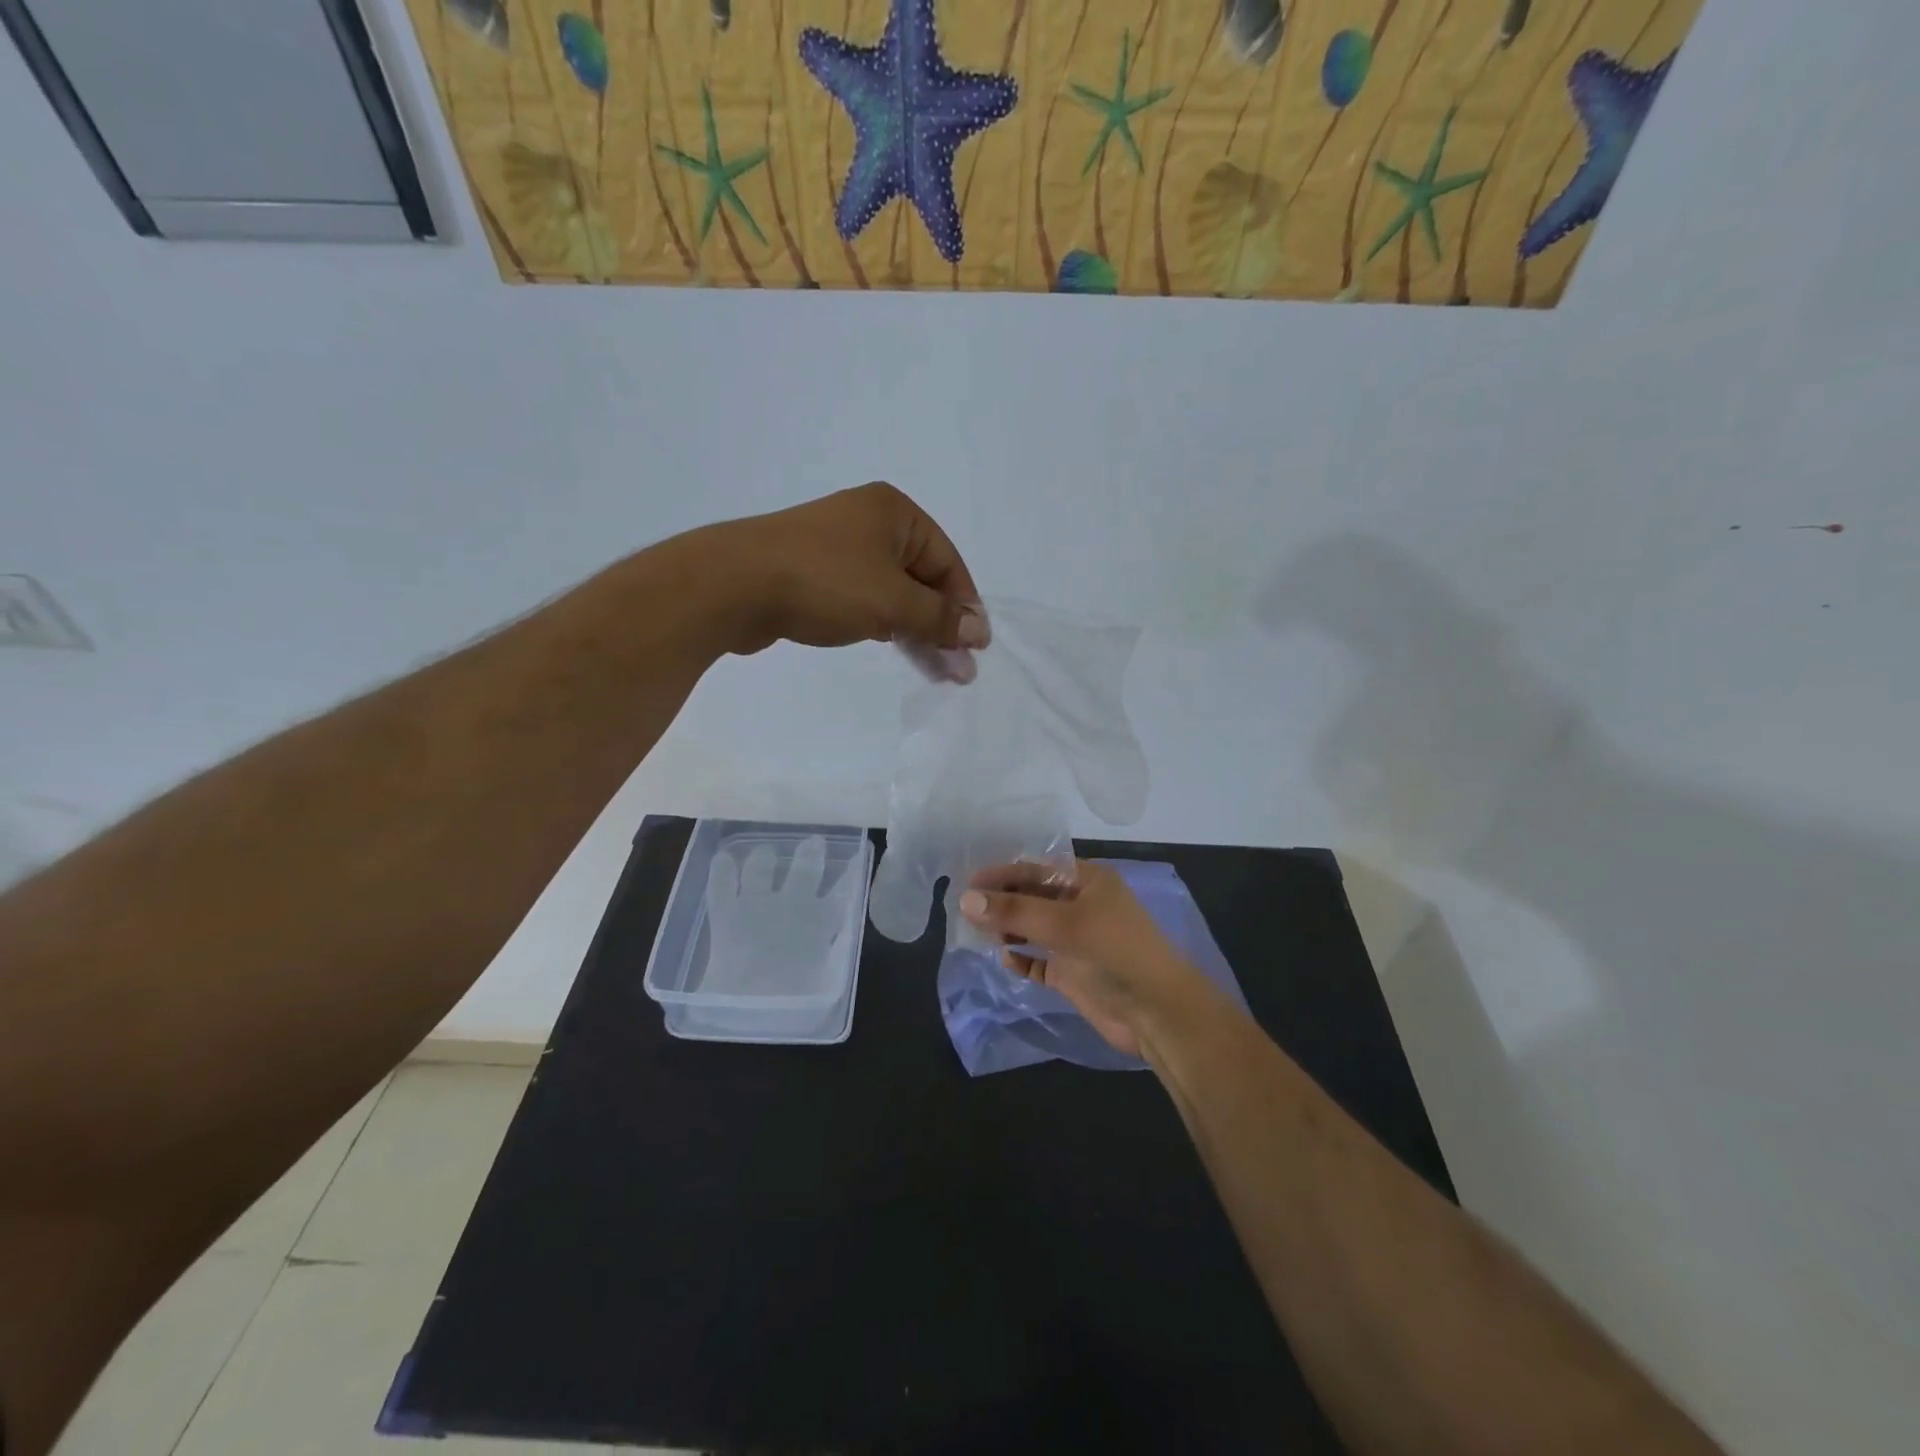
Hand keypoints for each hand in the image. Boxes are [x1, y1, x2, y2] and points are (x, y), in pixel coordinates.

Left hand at [698, 483, 987, 680]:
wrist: (734, 585)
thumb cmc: (825, 582)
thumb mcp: (893, 601)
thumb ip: (940, 618)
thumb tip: (979, 631)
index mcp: (894, 513)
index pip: (947, 561)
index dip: (965, 606)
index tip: (975, 649)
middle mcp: (869, 523)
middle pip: (922, 578)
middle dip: (942, 625)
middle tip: (958, 671)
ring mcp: (839, 549)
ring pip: (893, 593)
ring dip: (916, 631)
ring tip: (936, 673)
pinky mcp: (815, 575)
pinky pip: (865, 600)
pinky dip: (885, 625)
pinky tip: (898, 649)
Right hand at [958, 860, 1206, 1058]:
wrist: (1158, 1013)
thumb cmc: (1115, 953)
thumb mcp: (1064, 924)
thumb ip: (1014, 910)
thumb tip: (964, 899)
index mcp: (1087, 881)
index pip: (1036, 869)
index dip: (1002, 874)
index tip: (966, 883)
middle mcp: (1081, 906)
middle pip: (1032, 897)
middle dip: (1000, 902)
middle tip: (962, 910)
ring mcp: (1076, 941)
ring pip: (1032, 928)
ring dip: (1007, 929)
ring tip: (975, 934)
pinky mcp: (1073, 973)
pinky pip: (1038, 961)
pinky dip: (1021, 959)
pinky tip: (1004, 960)